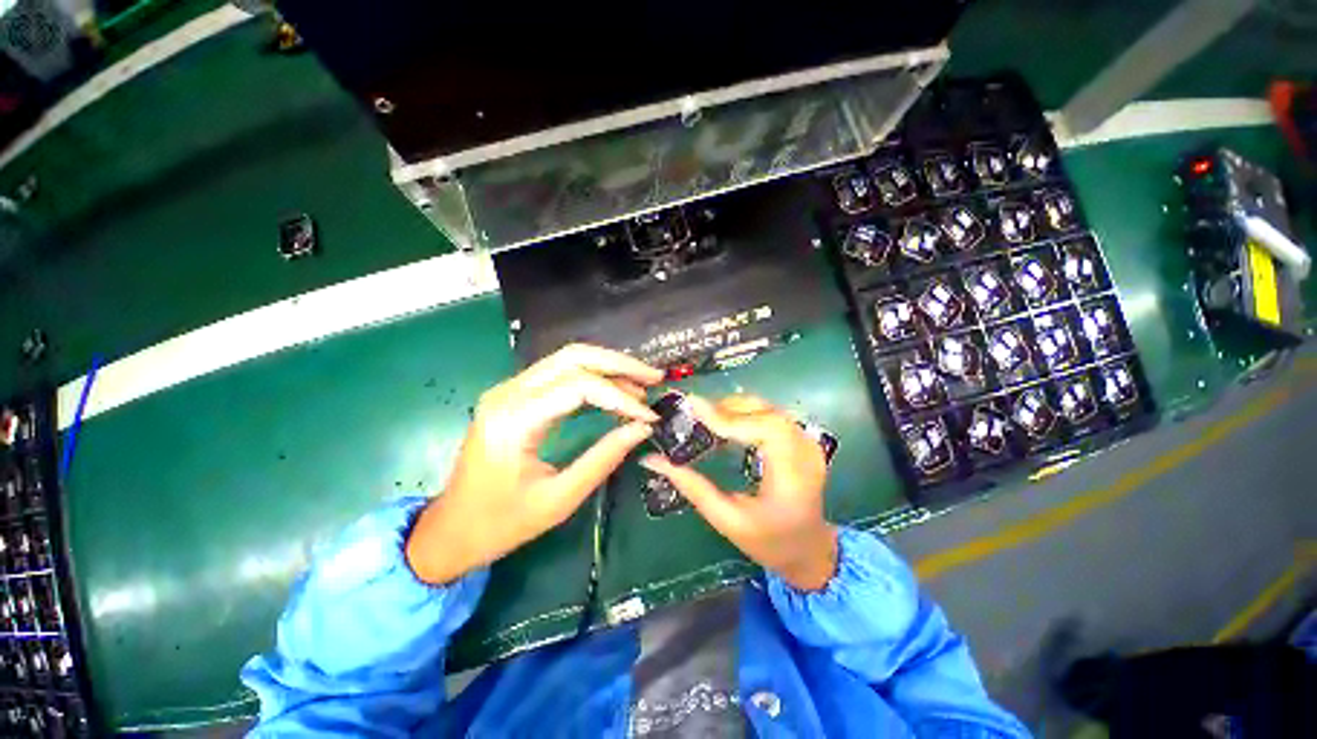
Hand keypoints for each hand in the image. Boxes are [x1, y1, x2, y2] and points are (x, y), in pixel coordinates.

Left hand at [407, 344, 662, 583]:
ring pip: (567, 359)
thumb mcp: (559, 499)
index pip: (578, 386)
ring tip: (641, 384)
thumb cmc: (502, 523)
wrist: (451, 530)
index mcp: (514, 420)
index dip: (620, 397)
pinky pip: (559, 373)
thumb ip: (604, 458)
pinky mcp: (514, 395)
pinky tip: (615, 389)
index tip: (648, 415)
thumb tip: (642, 428)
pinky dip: (592, 376)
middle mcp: (508, 393)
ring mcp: (508, 390)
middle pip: (573, 357)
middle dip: (618, 364)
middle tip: (653, 378)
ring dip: (608, 367)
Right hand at [641, 395, 837, 590]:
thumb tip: (653, 460)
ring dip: (735, 408)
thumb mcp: (727, 520)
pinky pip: (771, 414)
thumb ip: (692, 487)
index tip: (692, 407)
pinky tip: (727, 423)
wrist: (809, 549)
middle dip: (728, 408)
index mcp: (794, 476)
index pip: (764, 430)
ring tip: (706, 418)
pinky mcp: (802, 439)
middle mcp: (806, 452)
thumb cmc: (770, 542)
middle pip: (766, 412)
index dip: (727, 417)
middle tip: (695, 414)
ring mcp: (808, 442)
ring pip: (768, 408)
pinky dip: (746, 412)